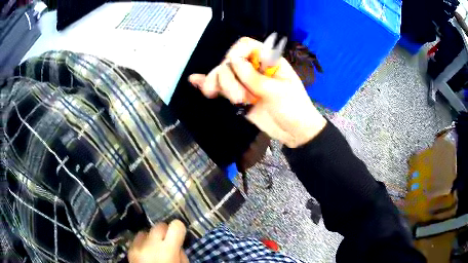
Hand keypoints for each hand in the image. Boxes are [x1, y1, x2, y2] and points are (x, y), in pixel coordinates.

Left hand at [128, 220, 188, 262]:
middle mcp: (151, 245)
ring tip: (154, 248)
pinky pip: (137, 239)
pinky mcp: (129, 250)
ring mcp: (137, 247)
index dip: (179, 229)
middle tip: (167, 242)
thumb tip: (176, 243)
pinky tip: (146, 252)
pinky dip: (143, 243)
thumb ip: (181, 253)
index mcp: (168, 250)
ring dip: (152, 238)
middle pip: (159, 226)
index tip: (179, 235)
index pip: (176, 226)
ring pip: (146, 231)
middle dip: (165, 232)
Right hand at [189, 37, 326, 147]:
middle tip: (239, 98)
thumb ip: (254, 77)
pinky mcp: (239, 96)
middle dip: (229, 79)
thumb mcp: (278, 92)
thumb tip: (233, 61)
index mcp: (269, 61)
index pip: (246, 45)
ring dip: (220, 86)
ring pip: (222, 75)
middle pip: (230, 61)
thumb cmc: (295, 109)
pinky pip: (222, 88)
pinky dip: (209, 84)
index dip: (236, 53)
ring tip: (233, 101)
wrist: (295, 132)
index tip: (233, 67)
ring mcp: (245, 82)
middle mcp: (254, 68)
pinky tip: (196, 82)